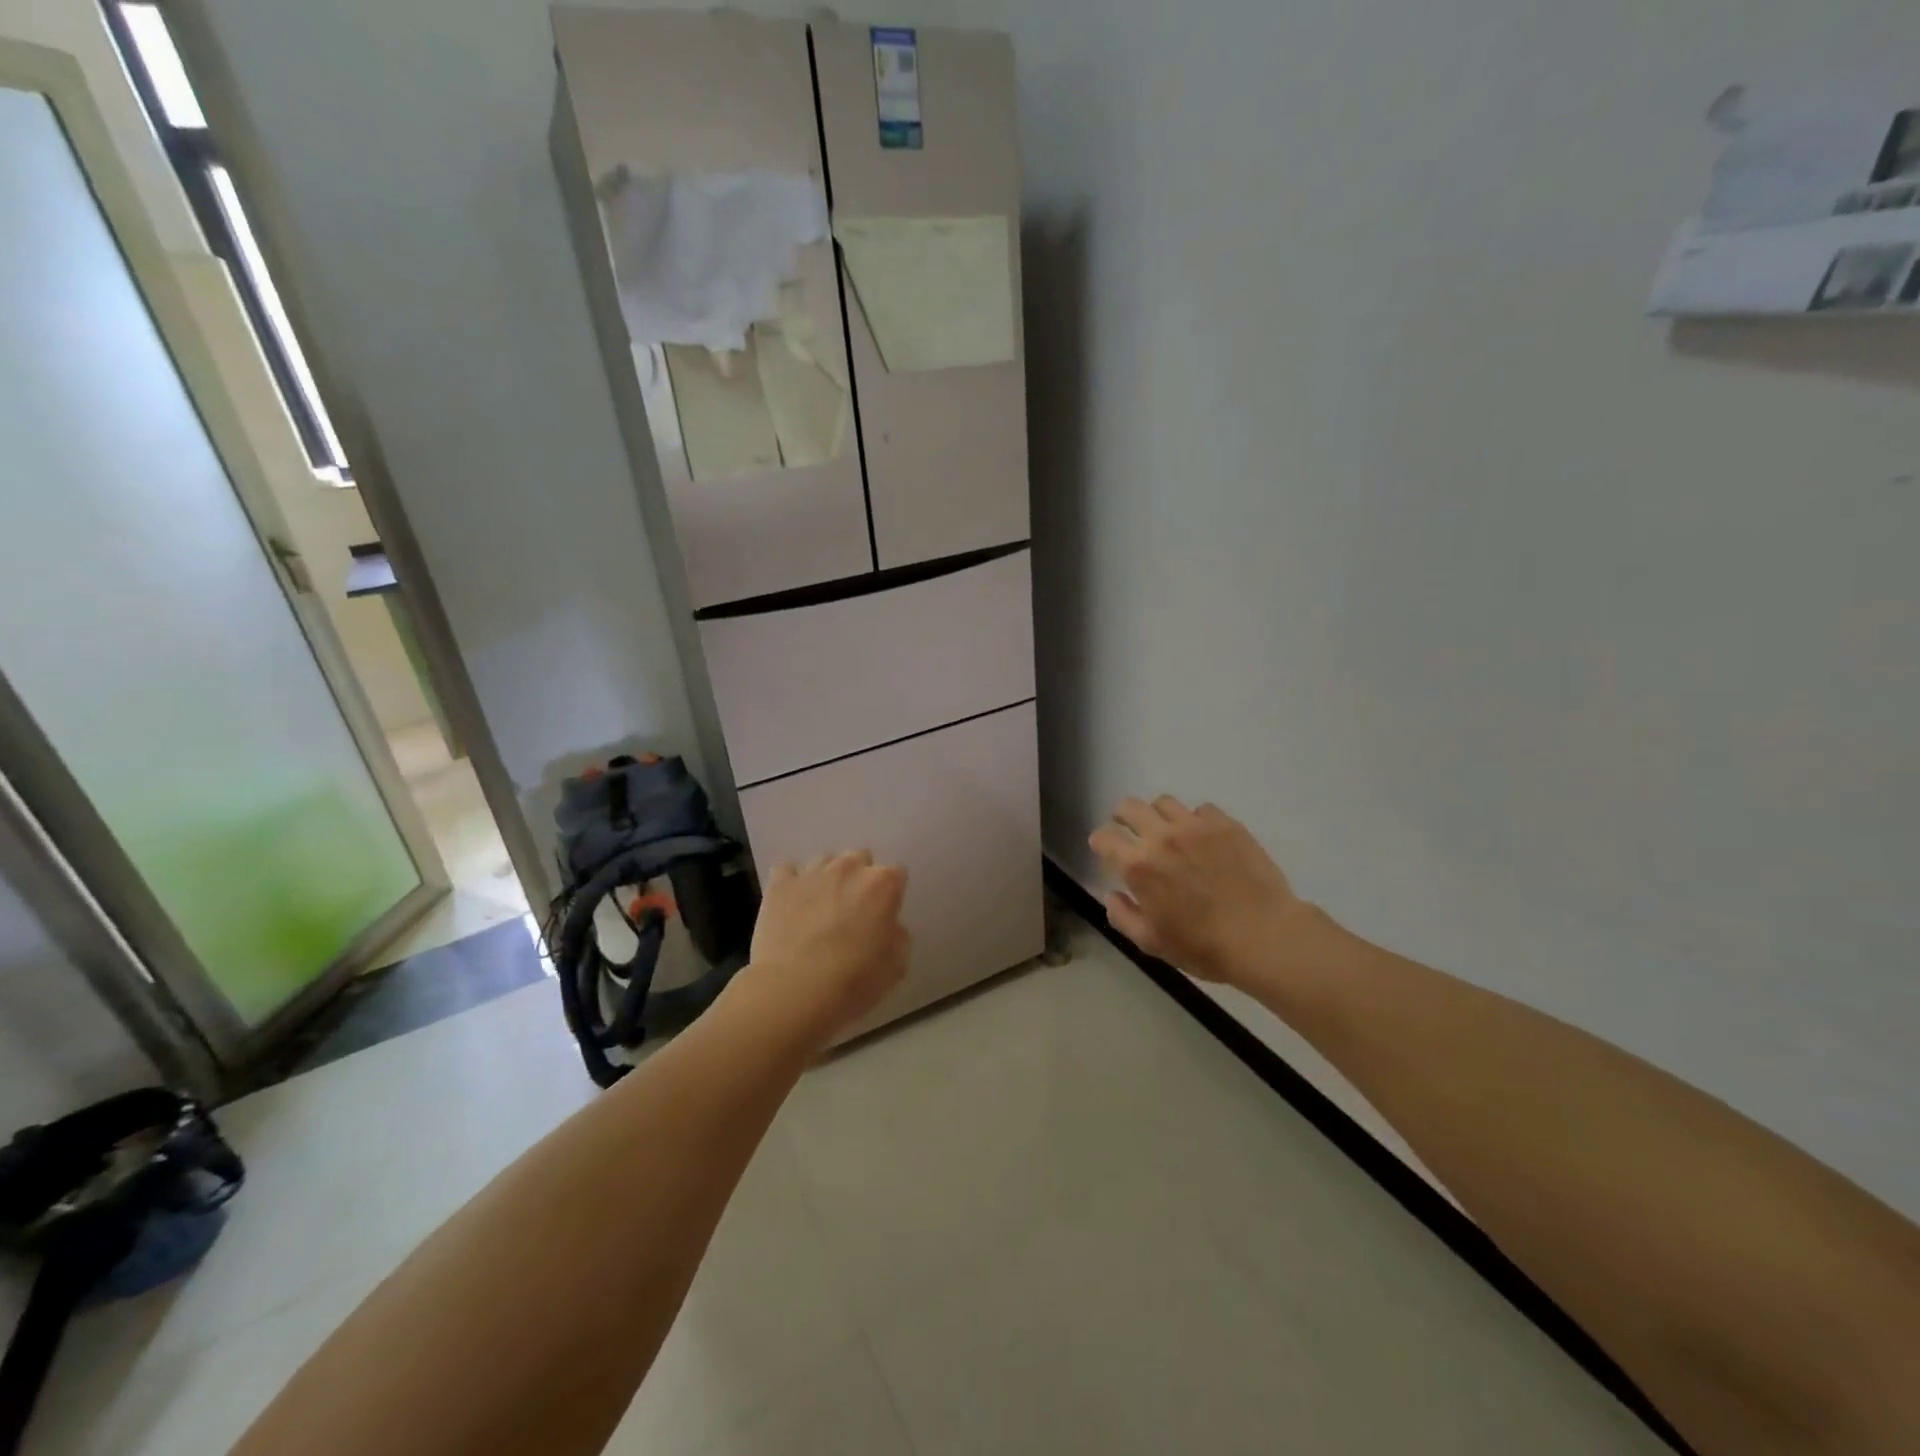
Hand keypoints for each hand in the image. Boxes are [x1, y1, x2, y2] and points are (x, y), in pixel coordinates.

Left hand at [738, 851, 908, 1046]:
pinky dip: (791, 883)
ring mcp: (812, 872)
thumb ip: (897, 937)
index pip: (896, 874)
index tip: (883, 915)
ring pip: (825, 861)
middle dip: (859, 878)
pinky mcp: (780, 883)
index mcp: (883, 884)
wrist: (793, 989)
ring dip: (827, 878)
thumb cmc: (853, 981)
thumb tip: (889, 927)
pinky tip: (790, 904)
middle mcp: (849, 868)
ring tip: (819, 907)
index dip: (891, 895)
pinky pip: (787, 870)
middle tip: (852, 910)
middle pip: (860, 859)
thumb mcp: (895, 966)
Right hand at [1089, 797, 1325, 986]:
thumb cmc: (1203, 946)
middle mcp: (1161, 837)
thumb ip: (1123, 916)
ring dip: (1158, 815)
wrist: (1264, 936)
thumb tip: (1112, 895)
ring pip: (1164, 802)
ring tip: (1168, 831)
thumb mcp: (1152, 942)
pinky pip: (1201, 809)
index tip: (1104, 849)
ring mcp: (1195, 826)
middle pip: (1129, 807)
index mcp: (1138, 865)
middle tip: (1129, 830)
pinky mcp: (1225, 824)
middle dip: (1122, 817)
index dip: (1100, 842)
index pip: (1104, 838)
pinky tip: (1203, 838)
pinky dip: (1195, 820)